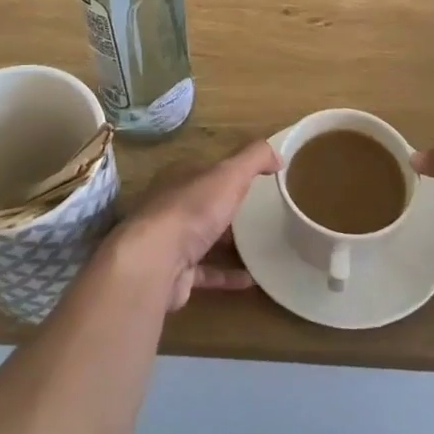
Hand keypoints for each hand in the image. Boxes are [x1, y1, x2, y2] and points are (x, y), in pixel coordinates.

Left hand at [117, 140, 278, 309]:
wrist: (156, 262)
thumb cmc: (192, 210)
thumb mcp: (228, 174)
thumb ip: (253, 159)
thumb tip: (278, 154)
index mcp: (180, 178)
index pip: (206, 170)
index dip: (227, 172)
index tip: (253, 179)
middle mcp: (171, 207)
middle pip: (202, 204)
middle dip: (225, 207)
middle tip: (258, 214)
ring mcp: (171, 241)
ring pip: (202, 238)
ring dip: (225, 242)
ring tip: (258, 245)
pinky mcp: (176, 273)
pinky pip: (207, 272)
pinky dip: (227, 275)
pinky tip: (252, 279)